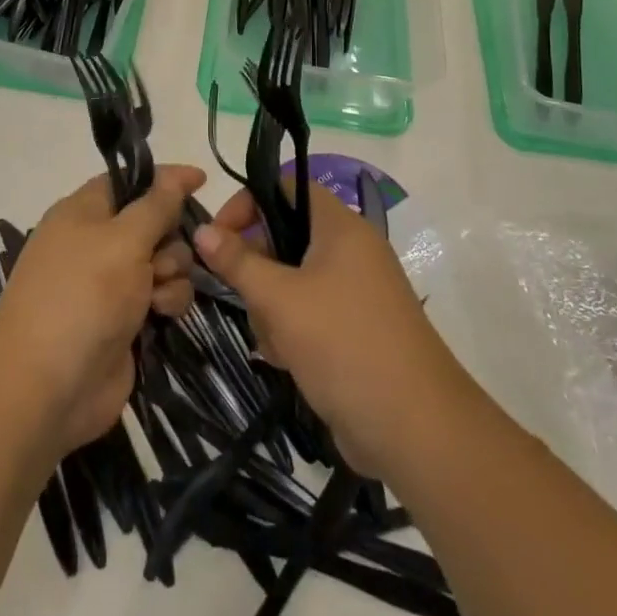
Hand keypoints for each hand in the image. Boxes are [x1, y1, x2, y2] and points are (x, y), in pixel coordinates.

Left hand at [0, 166, 202, 457]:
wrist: (47, 388)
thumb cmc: (83, 296)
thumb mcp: (123, 239)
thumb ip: (157, 204)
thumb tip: (177, 174)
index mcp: (83, 212)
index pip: (129, 181)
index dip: (164, 179)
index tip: (201, 180)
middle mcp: (97, 243)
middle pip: (153, 222)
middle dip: (170, 236)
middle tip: (162, 255)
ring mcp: (111, 284)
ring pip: (164, 261)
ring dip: (172, 272)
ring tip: (157, 294)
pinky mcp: (125, 321)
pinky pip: (161, 296)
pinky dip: (167, 301)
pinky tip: (161, 316)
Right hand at [193, 180, 467, 477]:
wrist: (414, 427)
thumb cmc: (344, 344)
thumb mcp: (280, 300)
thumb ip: (238, 262)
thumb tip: (202, 230)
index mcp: (341, 227)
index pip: (286, 188)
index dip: (249, 203)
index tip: (219, 236)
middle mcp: (350, 251)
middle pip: (286, 237)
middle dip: (258, 269)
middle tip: (244, 298)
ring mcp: (356, 292)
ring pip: (293, 281)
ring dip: (272, 308)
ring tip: (274, 342)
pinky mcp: (355, 329)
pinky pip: (309, 313)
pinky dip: (291, 332)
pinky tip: (287, 361)